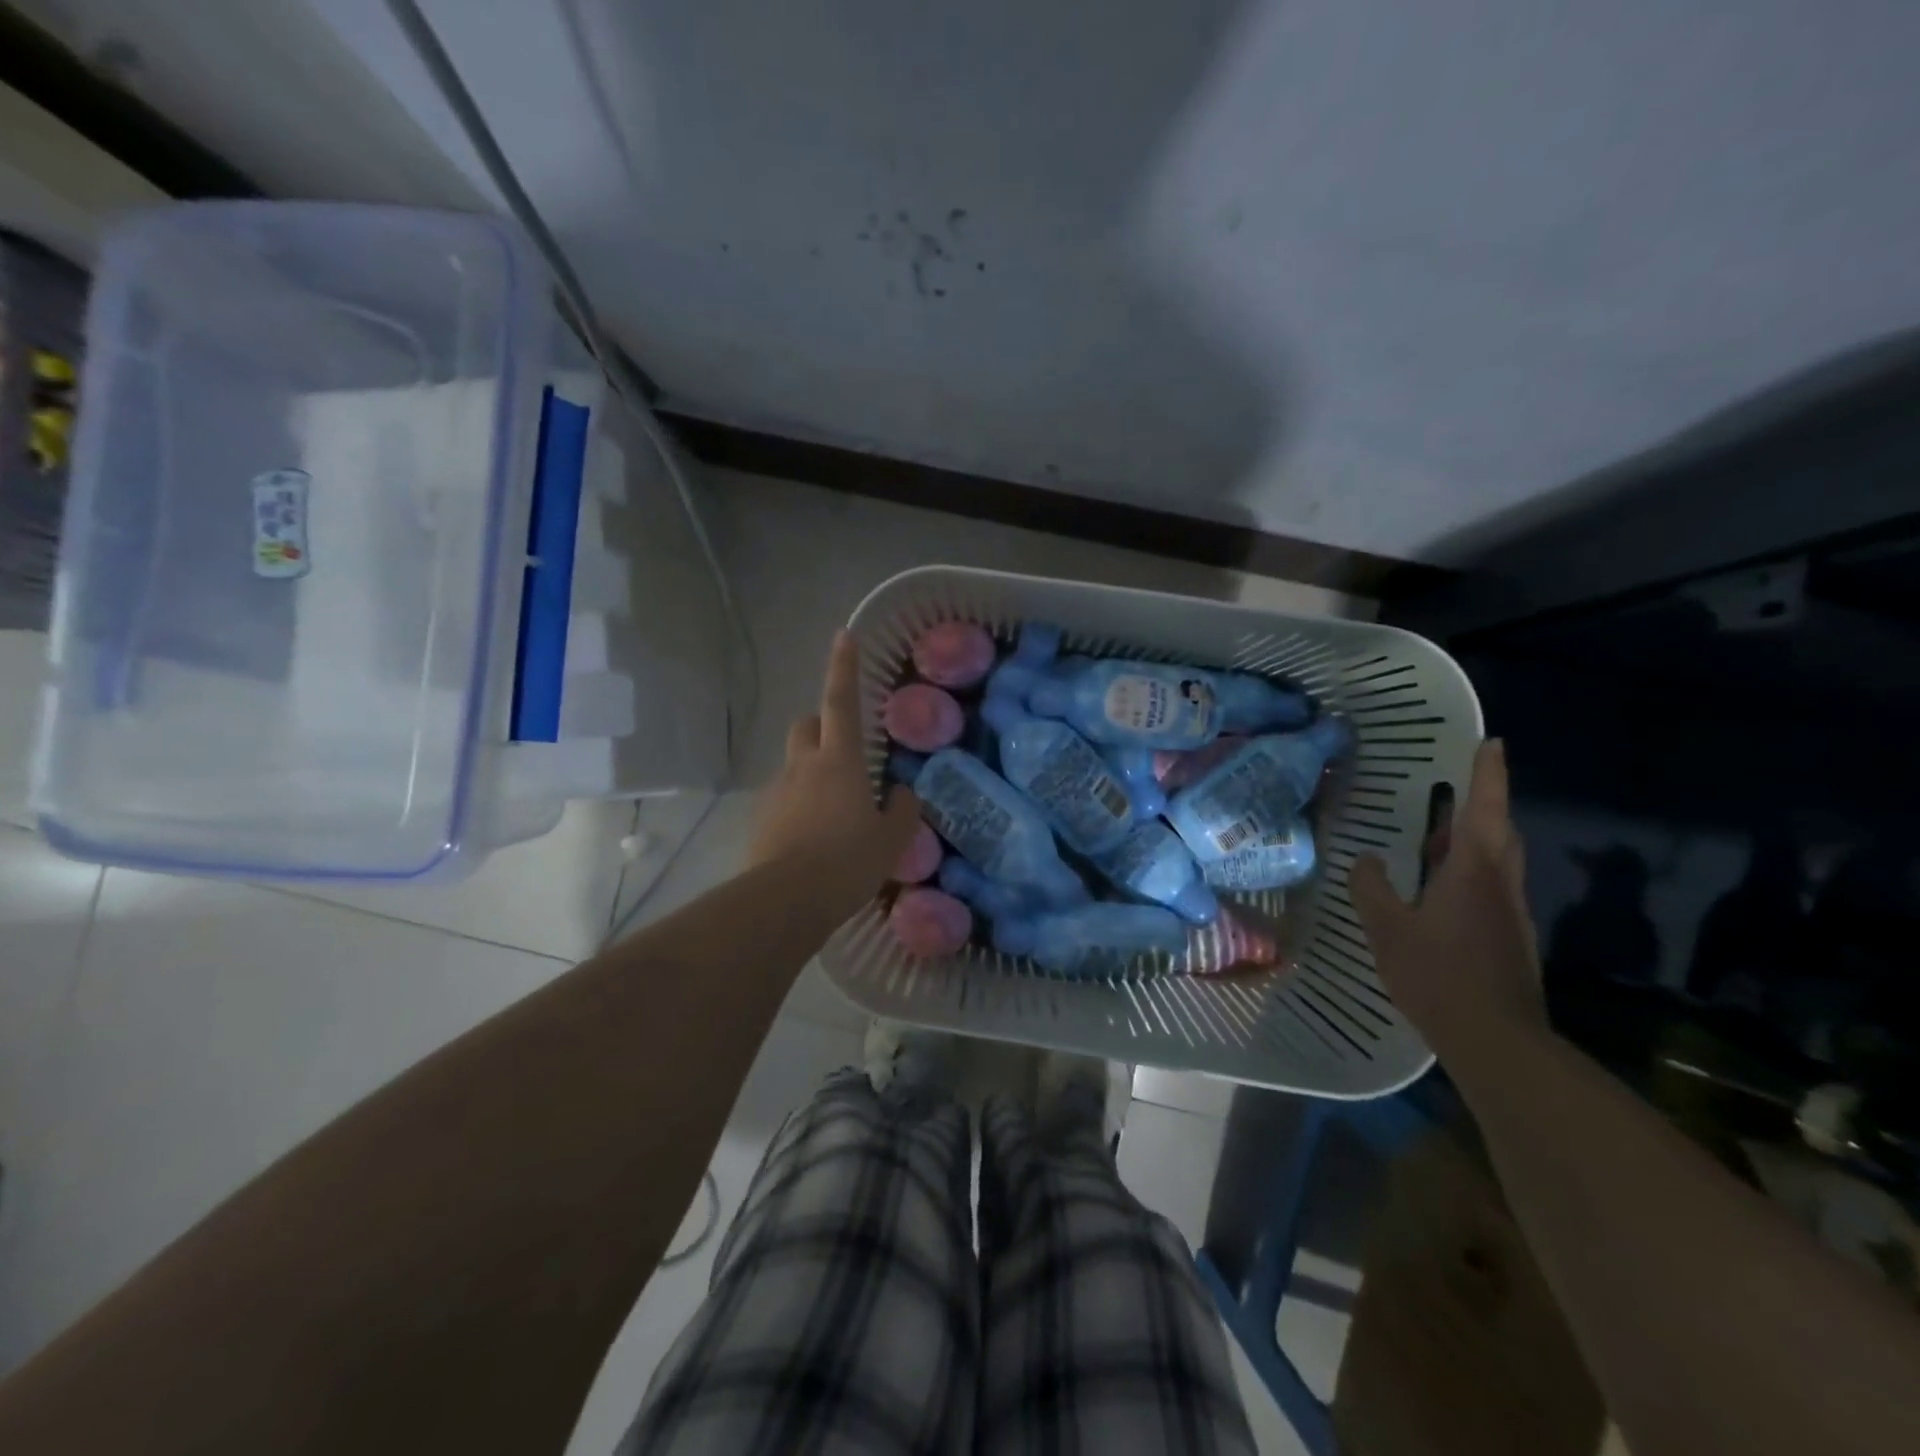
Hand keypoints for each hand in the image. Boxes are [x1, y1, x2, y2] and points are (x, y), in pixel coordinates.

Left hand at [748, 631, 920, 912]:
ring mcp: (778, 790)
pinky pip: (784, 798)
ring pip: (795, 764)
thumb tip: (901, 794)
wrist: (786, 900)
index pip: (841, 701)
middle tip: (844, 750)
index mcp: (840, 760)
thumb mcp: (890, 840)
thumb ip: (902, 811)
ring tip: (835, 812)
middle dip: (821, 725)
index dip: (843, 667)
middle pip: (806, 724)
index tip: (844, 634)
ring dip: (813, 771)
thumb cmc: (847, 862)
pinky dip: (799, 804)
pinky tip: (813, 838)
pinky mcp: (762, 817)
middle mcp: (804, 765)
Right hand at [1349, 739, 1545, 1063]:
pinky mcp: (1510, 939)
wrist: (1496, 1039)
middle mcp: (1500, 884)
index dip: (1488, 773)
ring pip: (1497, 863)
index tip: (1492, 742)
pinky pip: (1491, 890)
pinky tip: (1439, 893)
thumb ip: (1372, 888)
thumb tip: (1366, 860)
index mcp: (1473, 870)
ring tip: (1437, 840)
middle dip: (1482, 807)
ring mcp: (1511, 914)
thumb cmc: (1437, 973)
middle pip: (1499, 832)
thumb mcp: (1387, 927)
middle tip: (1452, 794)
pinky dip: (1470, 875)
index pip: (1485, 808)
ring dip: (1474, 842)